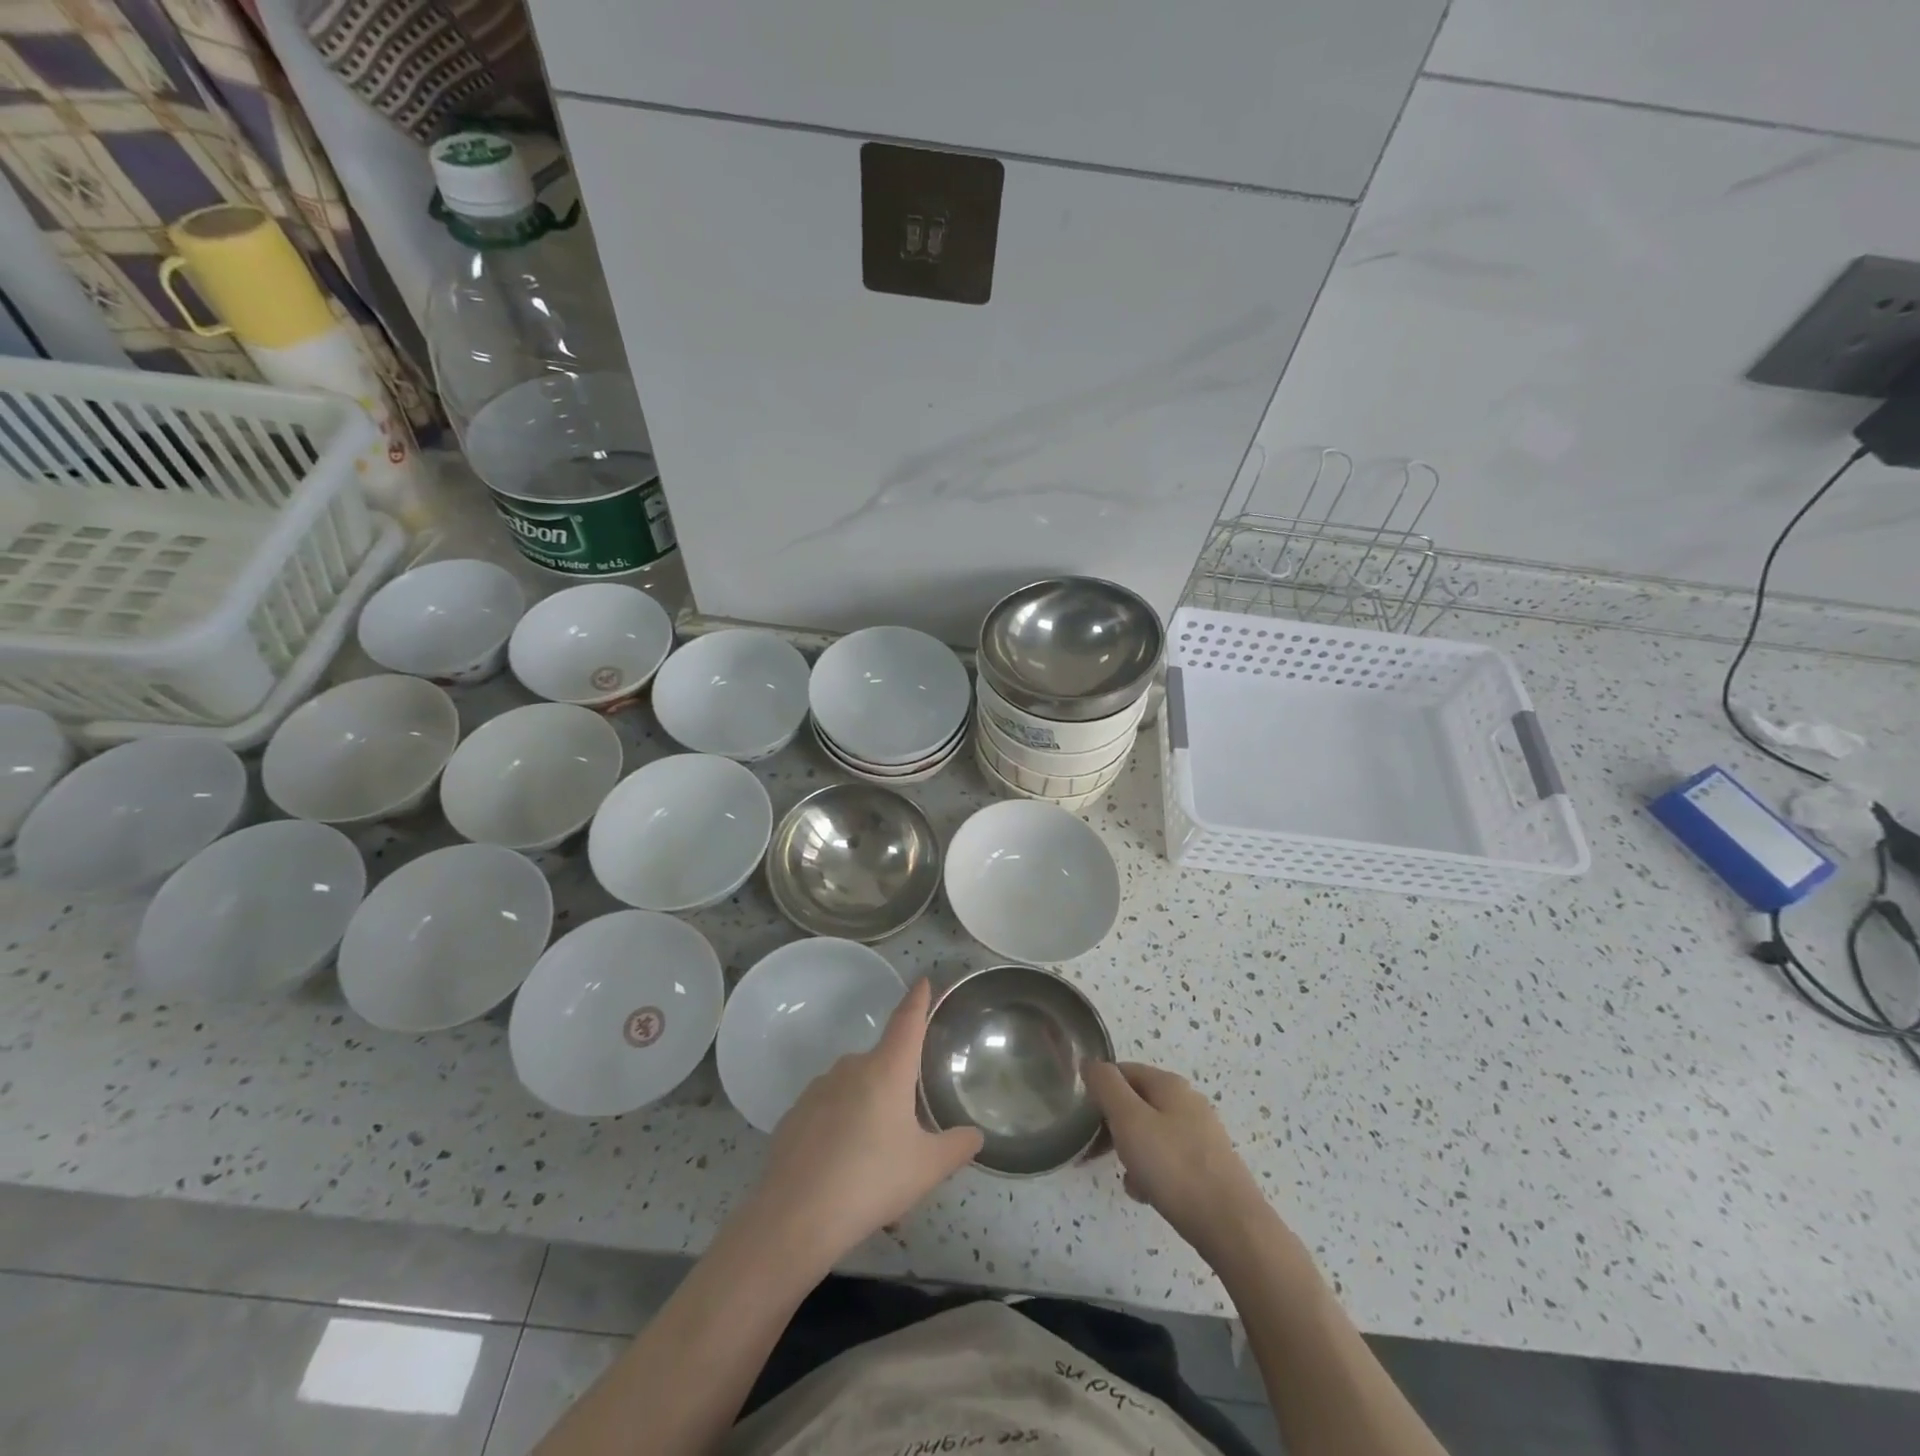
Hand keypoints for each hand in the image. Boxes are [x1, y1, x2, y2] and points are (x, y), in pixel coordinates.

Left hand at [744, 979, 982, 1270]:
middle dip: (894, 1090)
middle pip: (881, 1064)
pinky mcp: (794, 1115)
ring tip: (874, 1164)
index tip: (923, 980)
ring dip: (866, 1113)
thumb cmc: (871, 1181)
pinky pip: (827, 1112)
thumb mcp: (926, 1169)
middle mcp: (851, 1068)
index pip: (907, 1022)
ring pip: (853, 1091)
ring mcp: (818, 1089)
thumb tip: (975, 1135)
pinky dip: (838, 1130)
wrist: (795, 1216)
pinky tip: (841, 1170)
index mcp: (886, 1069)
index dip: (917, 1000)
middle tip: (906, 1133)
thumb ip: (956, 1147)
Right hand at [1086, 1061, 1272, 1260]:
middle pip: (1137, 1103)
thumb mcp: (1129, 1120)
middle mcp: (1188, 1102)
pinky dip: (1152, 1172)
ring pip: (1151, 1133)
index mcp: (1169, 1084)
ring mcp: (1201, 1135)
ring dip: (1131, 1152)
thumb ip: (1106, 1086)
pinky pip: (1168, 1160)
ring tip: (1126, 1179)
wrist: (1232, 1227)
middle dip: (1113, 1125)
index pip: (1123, 1071)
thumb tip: (1090, 1062)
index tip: (1083, 1119)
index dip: (1099, 1090)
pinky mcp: (1208, 1167)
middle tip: (1095, 1152)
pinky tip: (1146, 1194)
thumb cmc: (1174, 1167)